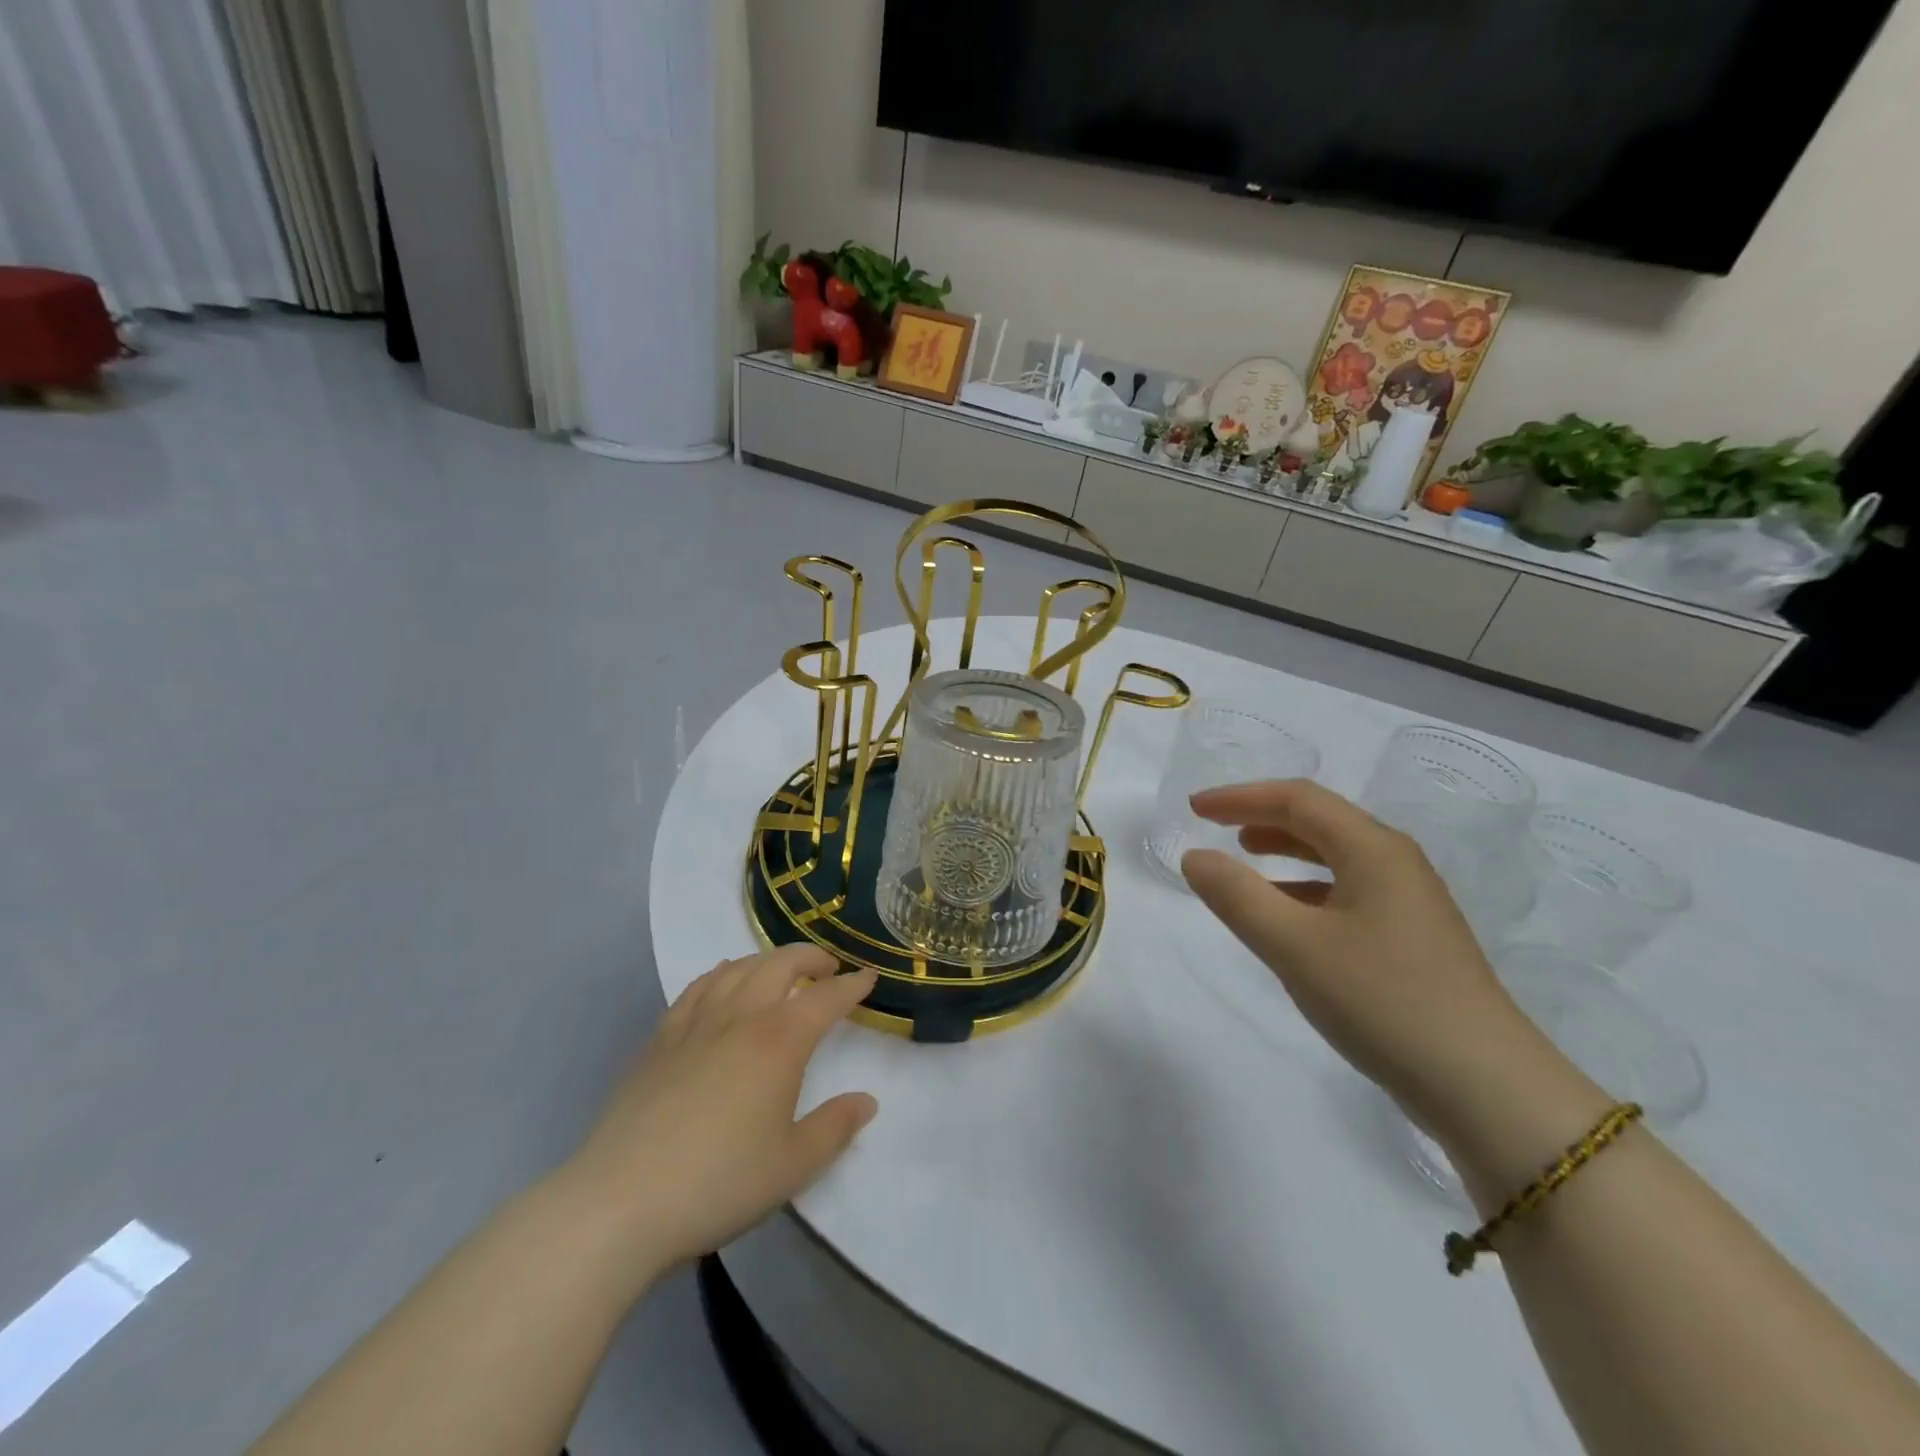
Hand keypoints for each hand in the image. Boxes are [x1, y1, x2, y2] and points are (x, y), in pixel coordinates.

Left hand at [551, 946, 877, 1291]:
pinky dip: (720, 973)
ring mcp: (694, 1024)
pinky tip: (723, 980)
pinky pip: (697, 987)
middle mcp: (740, 1018)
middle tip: (827, 969)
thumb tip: (866, 1101)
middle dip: (810, 958)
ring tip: (781, 970)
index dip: (852, 986)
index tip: (869, 977)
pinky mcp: (659, 1039)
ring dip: (767, 960)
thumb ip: (835, 1128)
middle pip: (780, 965)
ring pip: (738, 968)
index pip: (826, 999)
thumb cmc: (718, 1183)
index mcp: (779, 1042)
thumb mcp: (793, 1166)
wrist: (620, 1202)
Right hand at [1181, 780, 1593, 1148]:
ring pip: (1336, 856)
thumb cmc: (1383, 1000)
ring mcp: (1410, 902)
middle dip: (1262, 816)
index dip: (1240, 797)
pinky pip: (1347, 891)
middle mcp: (1396, 863)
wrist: (1485, 1088)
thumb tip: (1195, 857)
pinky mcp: (1413, 939)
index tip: (1194, 808)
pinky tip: (1286, 917)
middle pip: (1320, 820)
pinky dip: (1305, 889)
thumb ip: (1237, 896)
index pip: (1297, 799)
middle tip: (1213, 826)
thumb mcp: (1294, 946)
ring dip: (1285, 850)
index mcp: (1373, 849)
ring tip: (1244, 859)